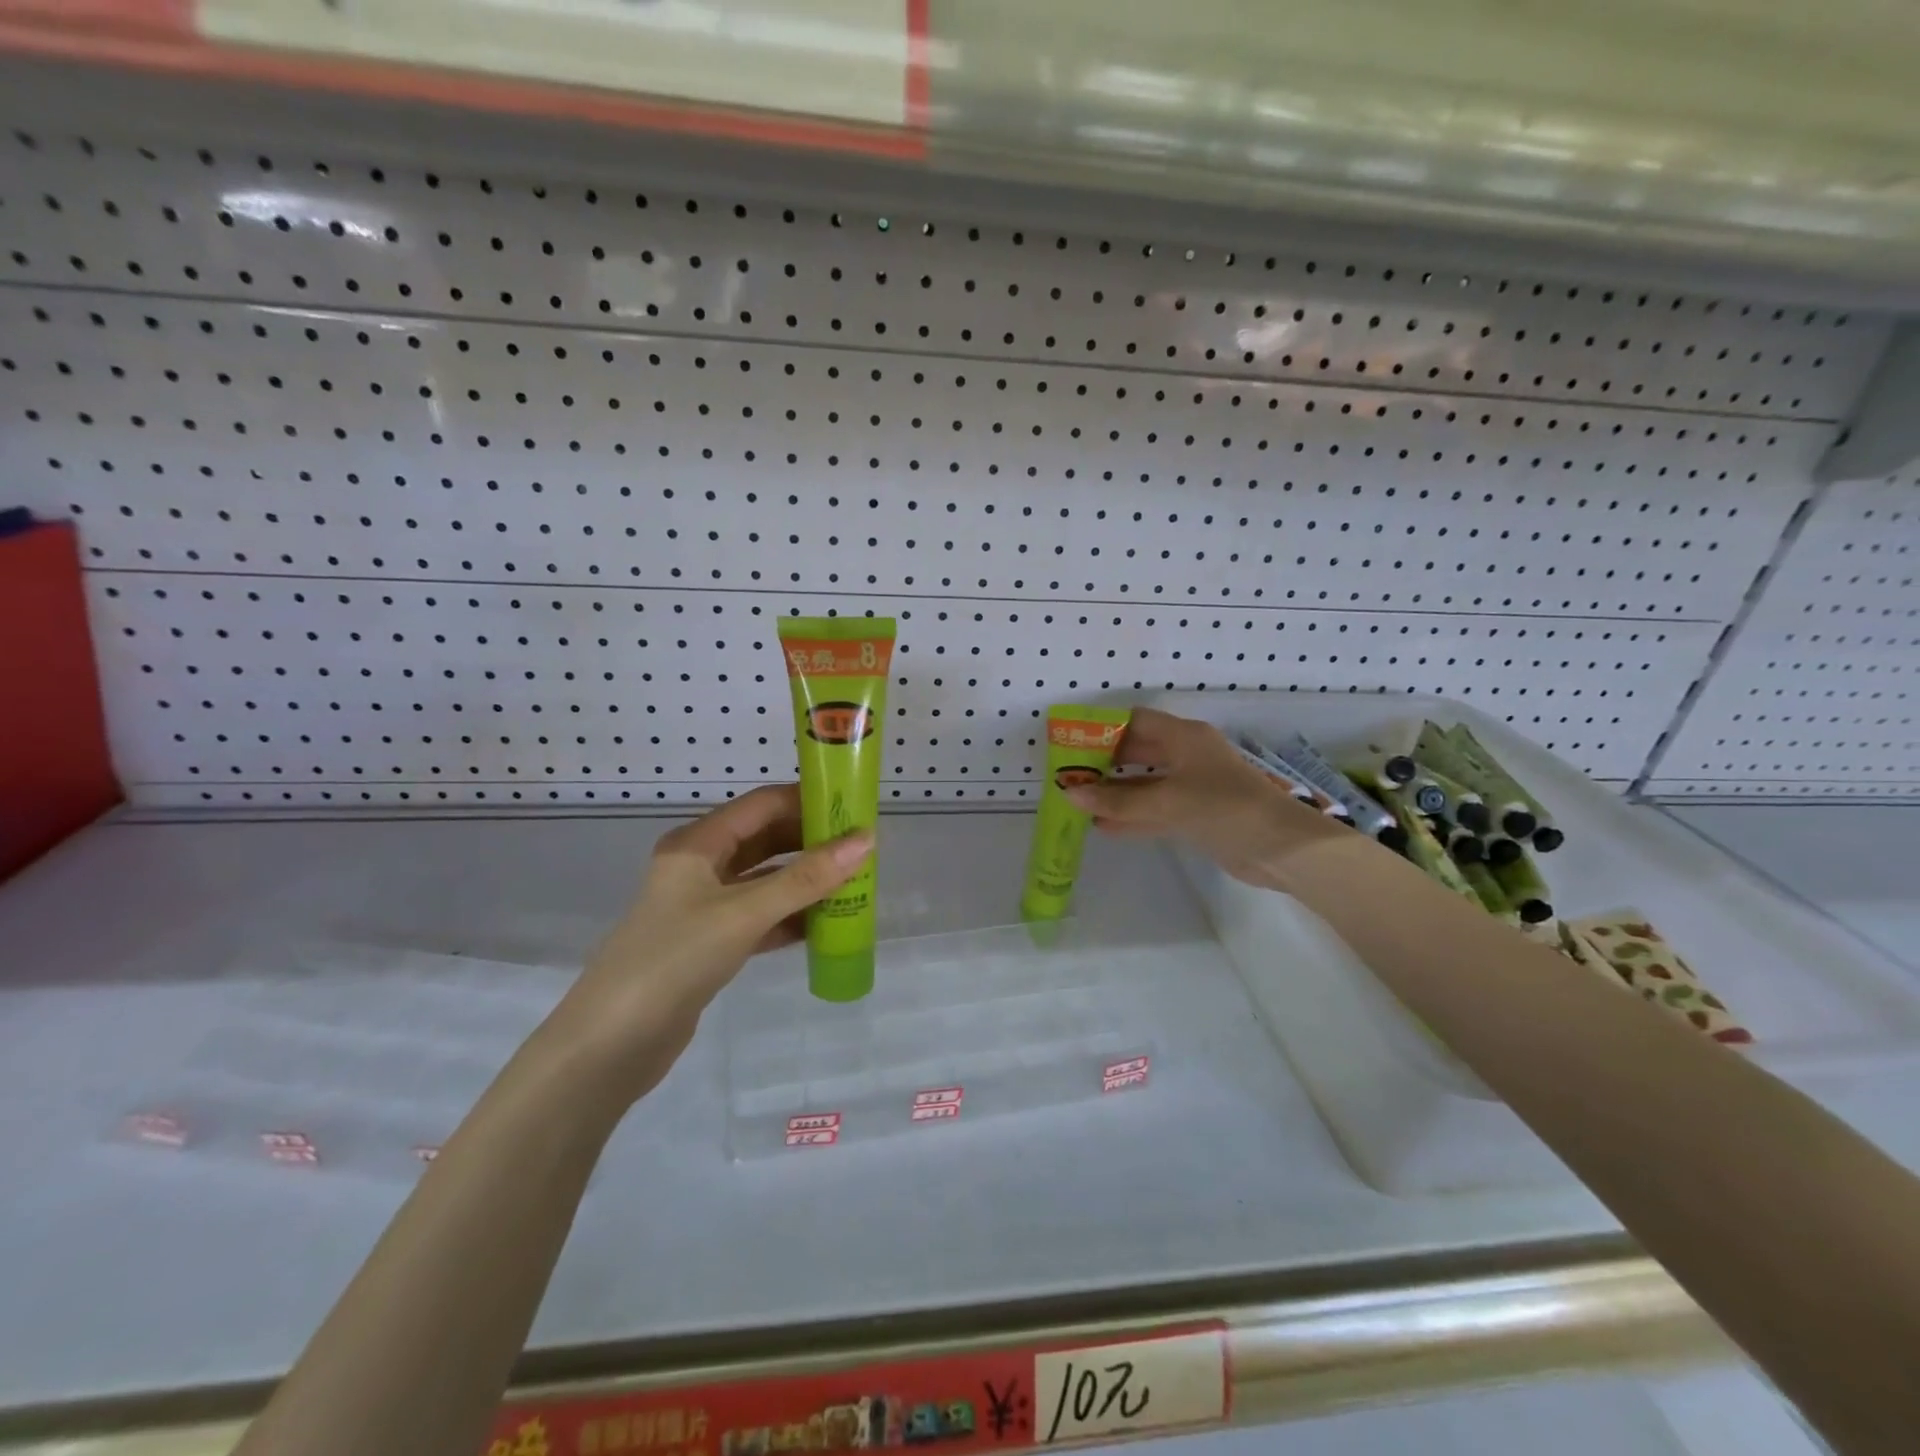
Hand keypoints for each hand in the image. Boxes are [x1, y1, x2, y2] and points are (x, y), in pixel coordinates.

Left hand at [548, 785, 870, 1099]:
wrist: (612, 1043)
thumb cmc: (675, 958)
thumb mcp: (744, 913)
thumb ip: (806, 878)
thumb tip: (865, 841)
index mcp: (698, 843)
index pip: (762, 805)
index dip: (807, 802)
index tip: (853, 809)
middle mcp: (700, 866)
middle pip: (765, 840)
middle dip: (811, 843)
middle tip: (862, 850)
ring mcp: (703, 906)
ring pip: (765, 880)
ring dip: (805, 882)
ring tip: (853, 884)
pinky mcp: (709, 942)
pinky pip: (760, 917)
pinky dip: (790, 917)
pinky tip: (824, 925)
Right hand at [1064, 707, 1353, 888]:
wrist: (1282, 849)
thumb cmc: (1225, 808)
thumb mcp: (1168, 801)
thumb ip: (1118, 801)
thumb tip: (1071, 795)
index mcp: (1184, 738)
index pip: (1135, 721)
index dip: (1103, 729)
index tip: (1071, 742)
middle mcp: (1187, 756)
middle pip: (1138, 752)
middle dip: (1104, 763)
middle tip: (1069, 776)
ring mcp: (1193, 786)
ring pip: (1145, 784)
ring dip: (1116, 794)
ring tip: (1079, 802)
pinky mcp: (1197, 815)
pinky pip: (1156, 810)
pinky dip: (1132, 816)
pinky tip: (1103, 827)